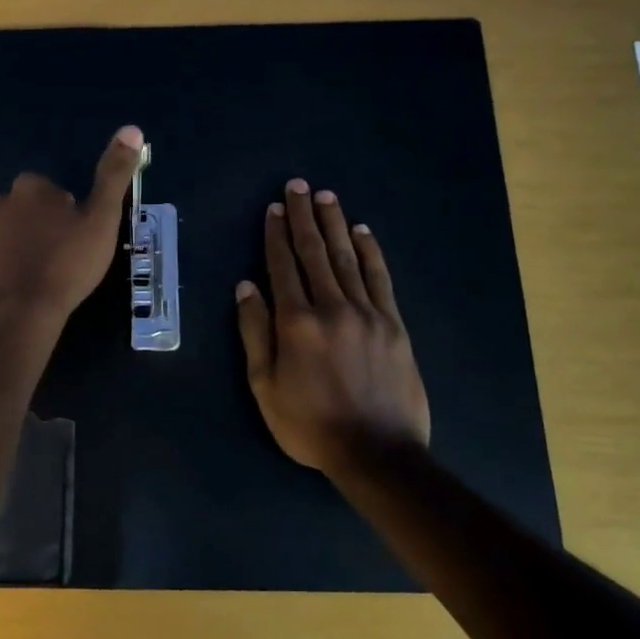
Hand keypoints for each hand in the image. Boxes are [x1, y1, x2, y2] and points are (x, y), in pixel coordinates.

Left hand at [0, 126, 143, 326]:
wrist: (24, 314)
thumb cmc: (68, 263)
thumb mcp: (102, 217)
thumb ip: (114, 174)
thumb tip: (131, 129)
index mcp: (28, 189)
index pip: (51, 190)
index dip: (68, 212)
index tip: (78, 236)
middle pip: (25, 210)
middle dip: (41, 226)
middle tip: (63, 256)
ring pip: (6, 236)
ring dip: (21, 248)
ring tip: (42, 276)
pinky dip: (3, 273)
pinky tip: (21, 291)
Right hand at [236, 179, 430, 477]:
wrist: (377, 452)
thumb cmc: (310, 424)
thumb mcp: (265, 386)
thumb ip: (255, 333)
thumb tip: (246, 287)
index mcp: (296, 322)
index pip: (283, 267)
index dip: (276, 236)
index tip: (273, 209)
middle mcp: (332, 307)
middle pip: (315, 253)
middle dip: (304, 217)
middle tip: (297, 186)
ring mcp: (367, 313)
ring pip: (348, 258)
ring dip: (335, 224)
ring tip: (326, 197)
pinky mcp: (393, 323)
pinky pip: (380, 278)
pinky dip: (370, 252)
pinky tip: (363, 232)